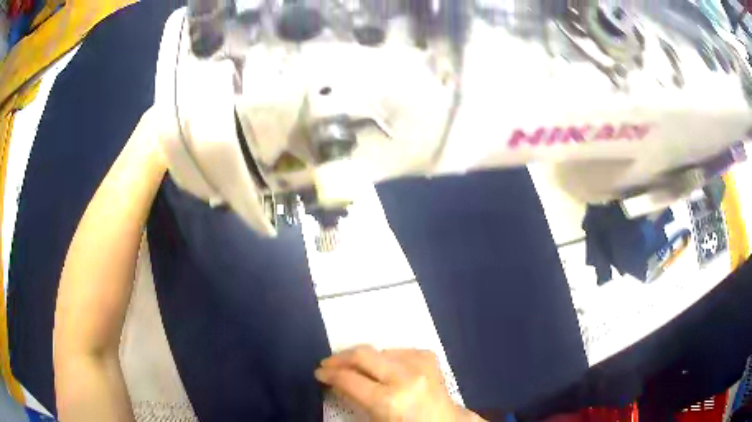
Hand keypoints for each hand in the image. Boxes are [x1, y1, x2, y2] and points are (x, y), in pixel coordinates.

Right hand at [315, 346, 482, 420]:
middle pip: (363, 355)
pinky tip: (381, 365)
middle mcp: (404, 378)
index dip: (329, 374)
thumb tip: (336, 381)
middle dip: (340, 358)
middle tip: (328, 364)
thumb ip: (354, 398)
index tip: (319, 373)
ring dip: (363, 358)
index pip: (349, 379)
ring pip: (380, 349)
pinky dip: (386, 356)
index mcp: (388, 401)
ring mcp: (420, 365)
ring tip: (352, 366)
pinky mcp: (430, 358)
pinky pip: (399, 350)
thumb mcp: (375, 419)